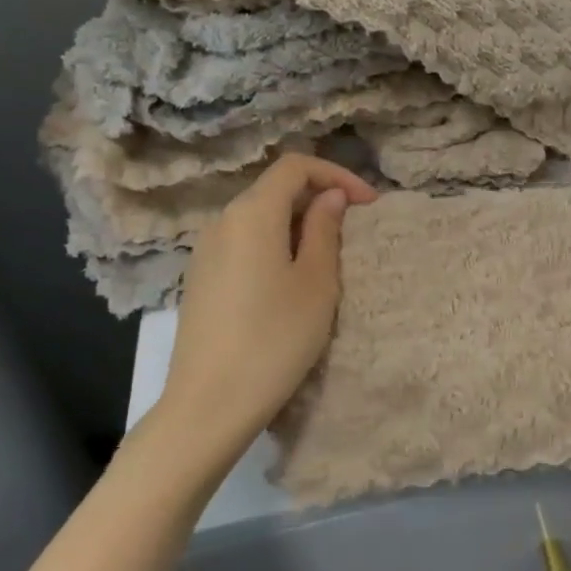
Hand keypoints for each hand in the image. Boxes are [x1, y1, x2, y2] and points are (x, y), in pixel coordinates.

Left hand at [143, 155, 376, 475]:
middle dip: (319, 198)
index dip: (337, 174)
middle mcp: (222, 221)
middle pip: (275, 189)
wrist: (210, 403)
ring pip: (259, 216)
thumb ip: (325, 230)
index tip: (368, 205)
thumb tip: (330, 198)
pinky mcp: (201, 278)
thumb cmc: (275, 338)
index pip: (295, 167)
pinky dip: (275, 243)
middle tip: (354, 229)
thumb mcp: (317, 282)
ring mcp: (206, 250)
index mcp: (252, 214)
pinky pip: (244, 242)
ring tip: (328, 257)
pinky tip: (291, 279)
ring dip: (298, 223)